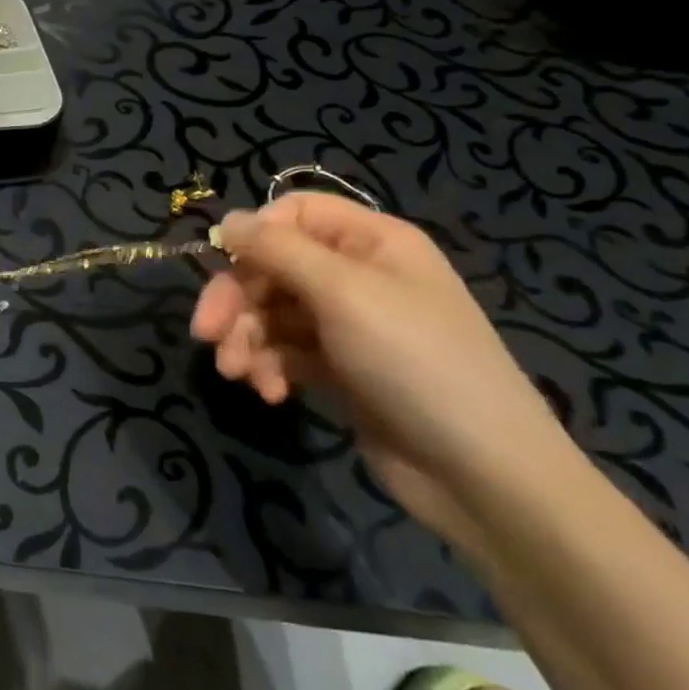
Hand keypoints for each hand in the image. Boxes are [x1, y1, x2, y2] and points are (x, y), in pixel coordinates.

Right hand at [192, 193, 569, 546]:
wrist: (483, 475)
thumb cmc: (416, 362)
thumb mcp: (343, 293)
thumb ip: (278, 250)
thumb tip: (227, 221)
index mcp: (371, 242)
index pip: (293, 213)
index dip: (254, 235)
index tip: (222, 266)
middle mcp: (357, 275)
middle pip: (271, 266)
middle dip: (236, 300)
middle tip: (206, 334)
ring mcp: (348, 324)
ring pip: (270, 312)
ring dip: (245, 339)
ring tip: (236, 372)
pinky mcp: (339, 368)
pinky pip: (285, 351)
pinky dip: (268, 367)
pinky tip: (270, 393)